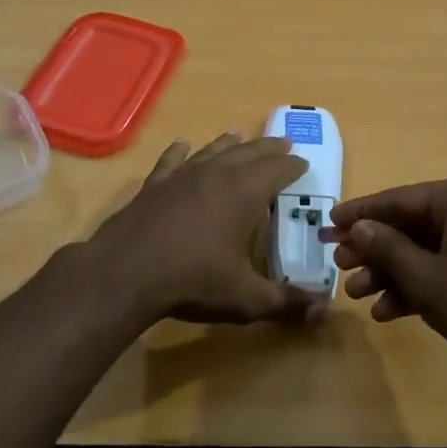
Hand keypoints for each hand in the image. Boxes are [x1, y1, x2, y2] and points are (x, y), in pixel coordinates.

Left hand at [85, 133, 325, 325]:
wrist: (125, 273)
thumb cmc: (193, 281)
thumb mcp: (245, 298)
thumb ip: (285, 302)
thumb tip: (321, 311)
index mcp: (244, 194)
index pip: (278, 170)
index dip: (293, 166)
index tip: (303, 162)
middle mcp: (216, 175)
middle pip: (248, 153)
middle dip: (268, 148)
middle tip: (283, 142)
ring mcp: (181, 177)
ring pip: (212, 152)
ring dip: (229, 144)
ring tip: (239, 135)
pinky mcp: (153, 186)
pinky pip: (171, 161)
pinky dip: (179, 151)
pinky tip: (182, 144)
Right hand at [326, 178, 446, 366]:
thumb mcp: (425, 276)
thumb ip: (385, 248)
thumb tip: (358, 227)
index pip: (398, 199)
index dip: (360, 213)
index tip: (328, 223)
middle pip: (407, 226)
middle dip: (372, 249)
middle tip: (338, 264)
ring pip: (420, 252)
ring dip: (387, 273)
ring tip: (355, 294)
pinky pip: (437, 272)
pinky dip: (412, 289)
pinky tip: (385, 312)